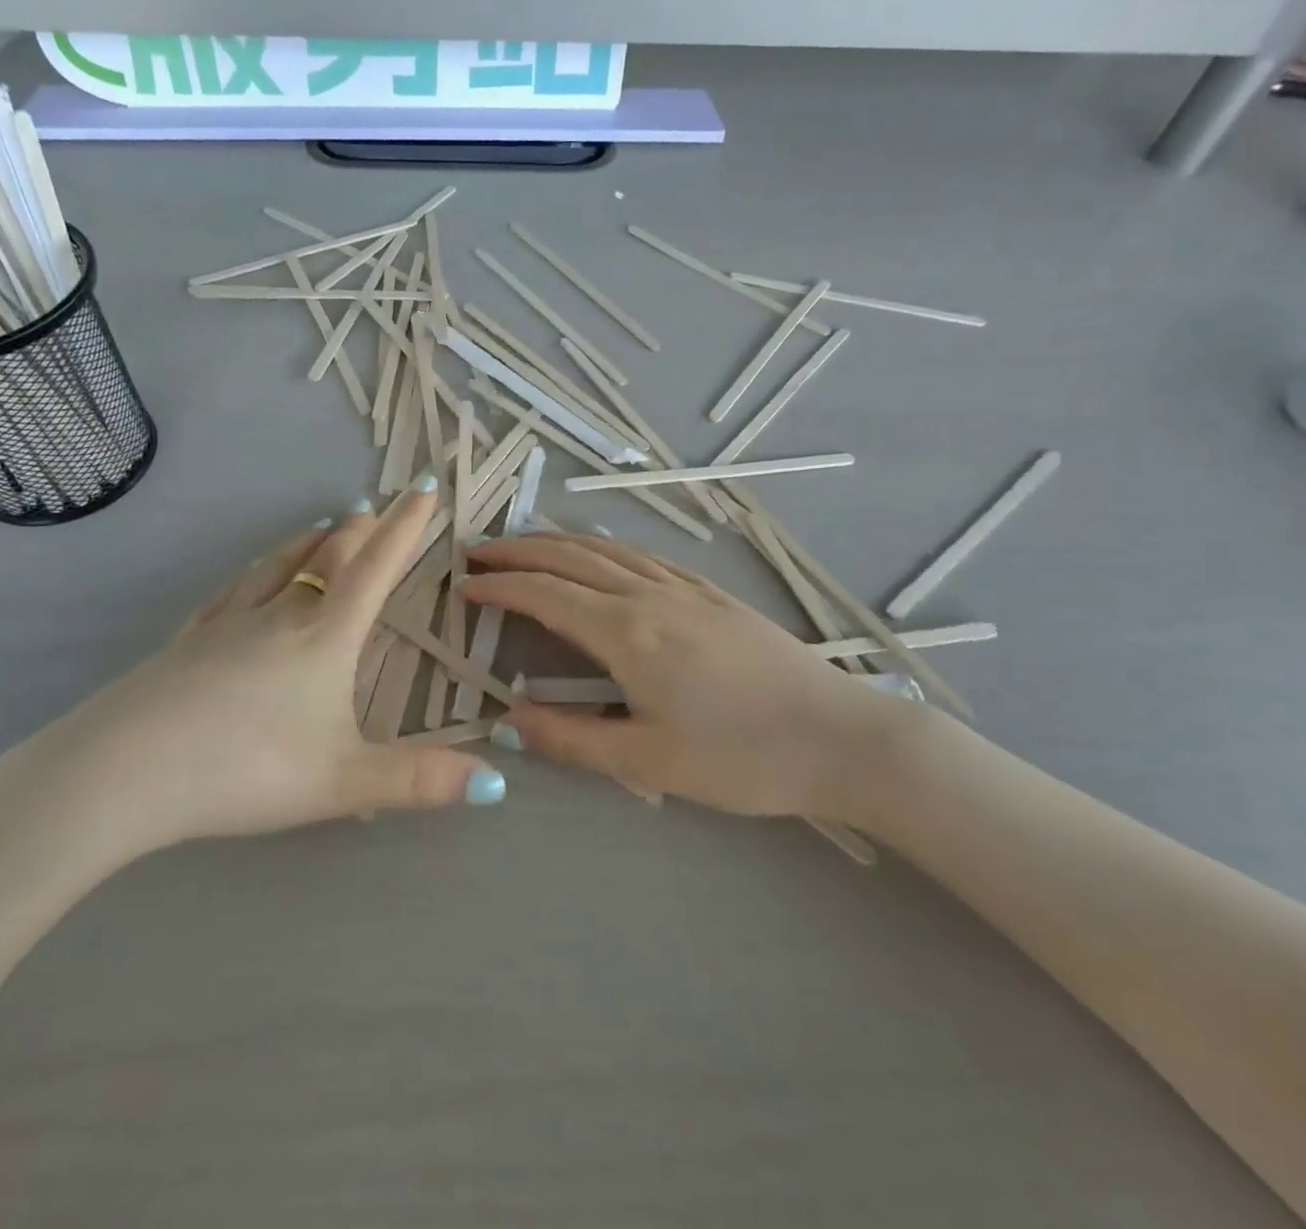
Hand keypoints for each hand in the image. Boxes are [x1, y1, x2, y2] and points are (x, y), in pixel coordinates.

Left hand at [32, 484, 504, 867]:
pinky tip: (250, 577)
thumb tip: (497, 782)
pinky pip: (233, 590)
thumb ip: (418, 780)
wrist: (124, 771)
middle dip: (360, 529)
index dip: (405, 528)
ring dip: (310, 540)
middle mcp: (280, 615)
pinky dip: (257, 570)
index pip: (376, 569)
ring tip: (327, 524)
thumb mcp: (343, 782)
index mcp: (325, 637)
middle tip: (377, 507)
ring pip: (279, 564)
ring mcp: (228, 622)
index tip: (423, 489)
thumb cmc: (245, 769)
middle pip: (328, 556)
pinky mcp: (188, 639)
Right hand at [463, 533, 922, 824]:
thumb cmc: (742, 758)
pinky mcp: (711, 592)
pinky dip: (602, 546)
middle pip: (569, 556)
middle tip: (478, 551)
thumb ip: (571, 740)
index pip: (545, 595)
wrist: (841, 737)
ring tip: (523, 544)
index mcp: (627, 633)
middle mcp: (649, 595)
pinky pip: (641, 555)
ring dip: (557, 541)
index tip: (464, 586)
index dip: (499, 587)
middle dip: (518, 550)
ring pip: (605, 548)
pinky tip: (599, 553)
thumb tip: (509, 720)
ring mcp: (684, 587)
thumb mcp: (649, 763)